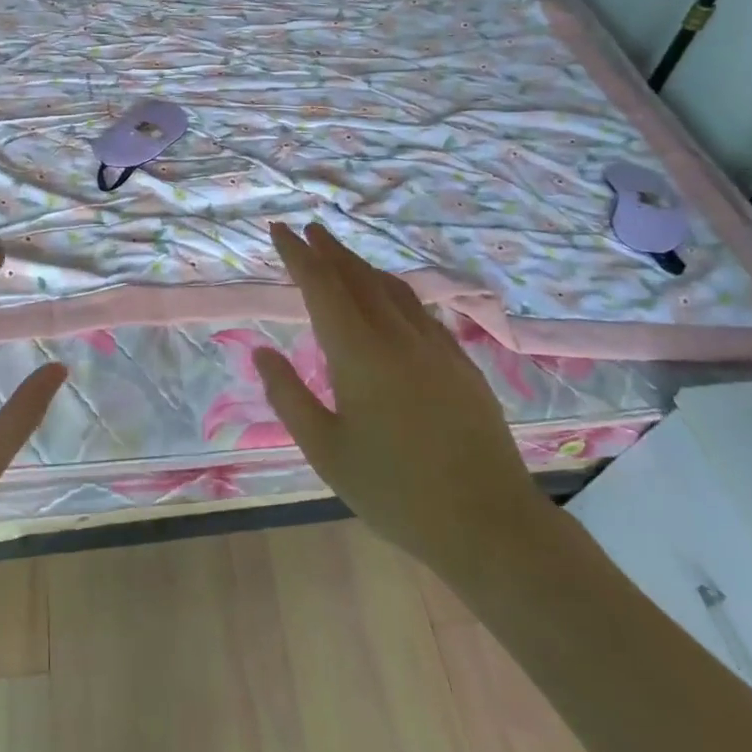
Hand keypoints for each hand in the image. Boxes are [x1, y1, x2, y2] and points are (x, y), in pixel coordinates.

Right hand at [256, 222, 548, 582]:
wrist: (490, 523)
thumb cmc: (396, 492)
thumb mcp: (326, 451)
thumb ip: (289, 396)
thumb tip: (261, 353)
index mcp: (359, 353)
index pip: (322, 286)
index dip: (298, 255)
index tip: (280, 228)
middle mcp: (398, 336)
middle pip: (358, 277)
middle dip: (329, 250)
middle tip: (308, 230)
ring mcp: (435, 346)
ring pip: (392, 288)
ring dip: (362, 266)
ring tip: (342, 256)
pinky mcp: (461, 362)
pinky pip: (418, 309)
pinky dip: (392, 290)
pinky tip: (390, 299)